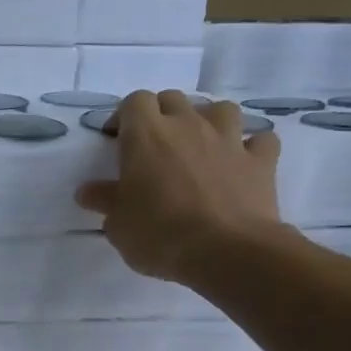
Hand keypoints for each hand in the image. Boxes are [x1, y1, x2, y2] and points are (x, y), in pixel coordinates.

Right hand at [75, 89, 284, 282]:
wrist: (226, 251)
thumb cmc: (159, 235)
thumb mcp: (118, 224)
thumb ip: (105, 201)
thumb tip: (89, 191)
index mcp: (147, 136)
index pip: (134, 102)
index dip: (125, 116)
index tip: (117, 139)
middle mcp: (188, 125)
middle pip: (173, 99)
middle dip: (161, 115)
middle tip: (153, 145)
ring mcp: (229, 139)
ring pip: (220, 109)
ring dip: (208, 120)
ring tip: (199, 144)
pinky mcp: (261, 160)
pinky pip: (259, 140)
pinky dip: (250, 147)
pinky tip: (242, 162)